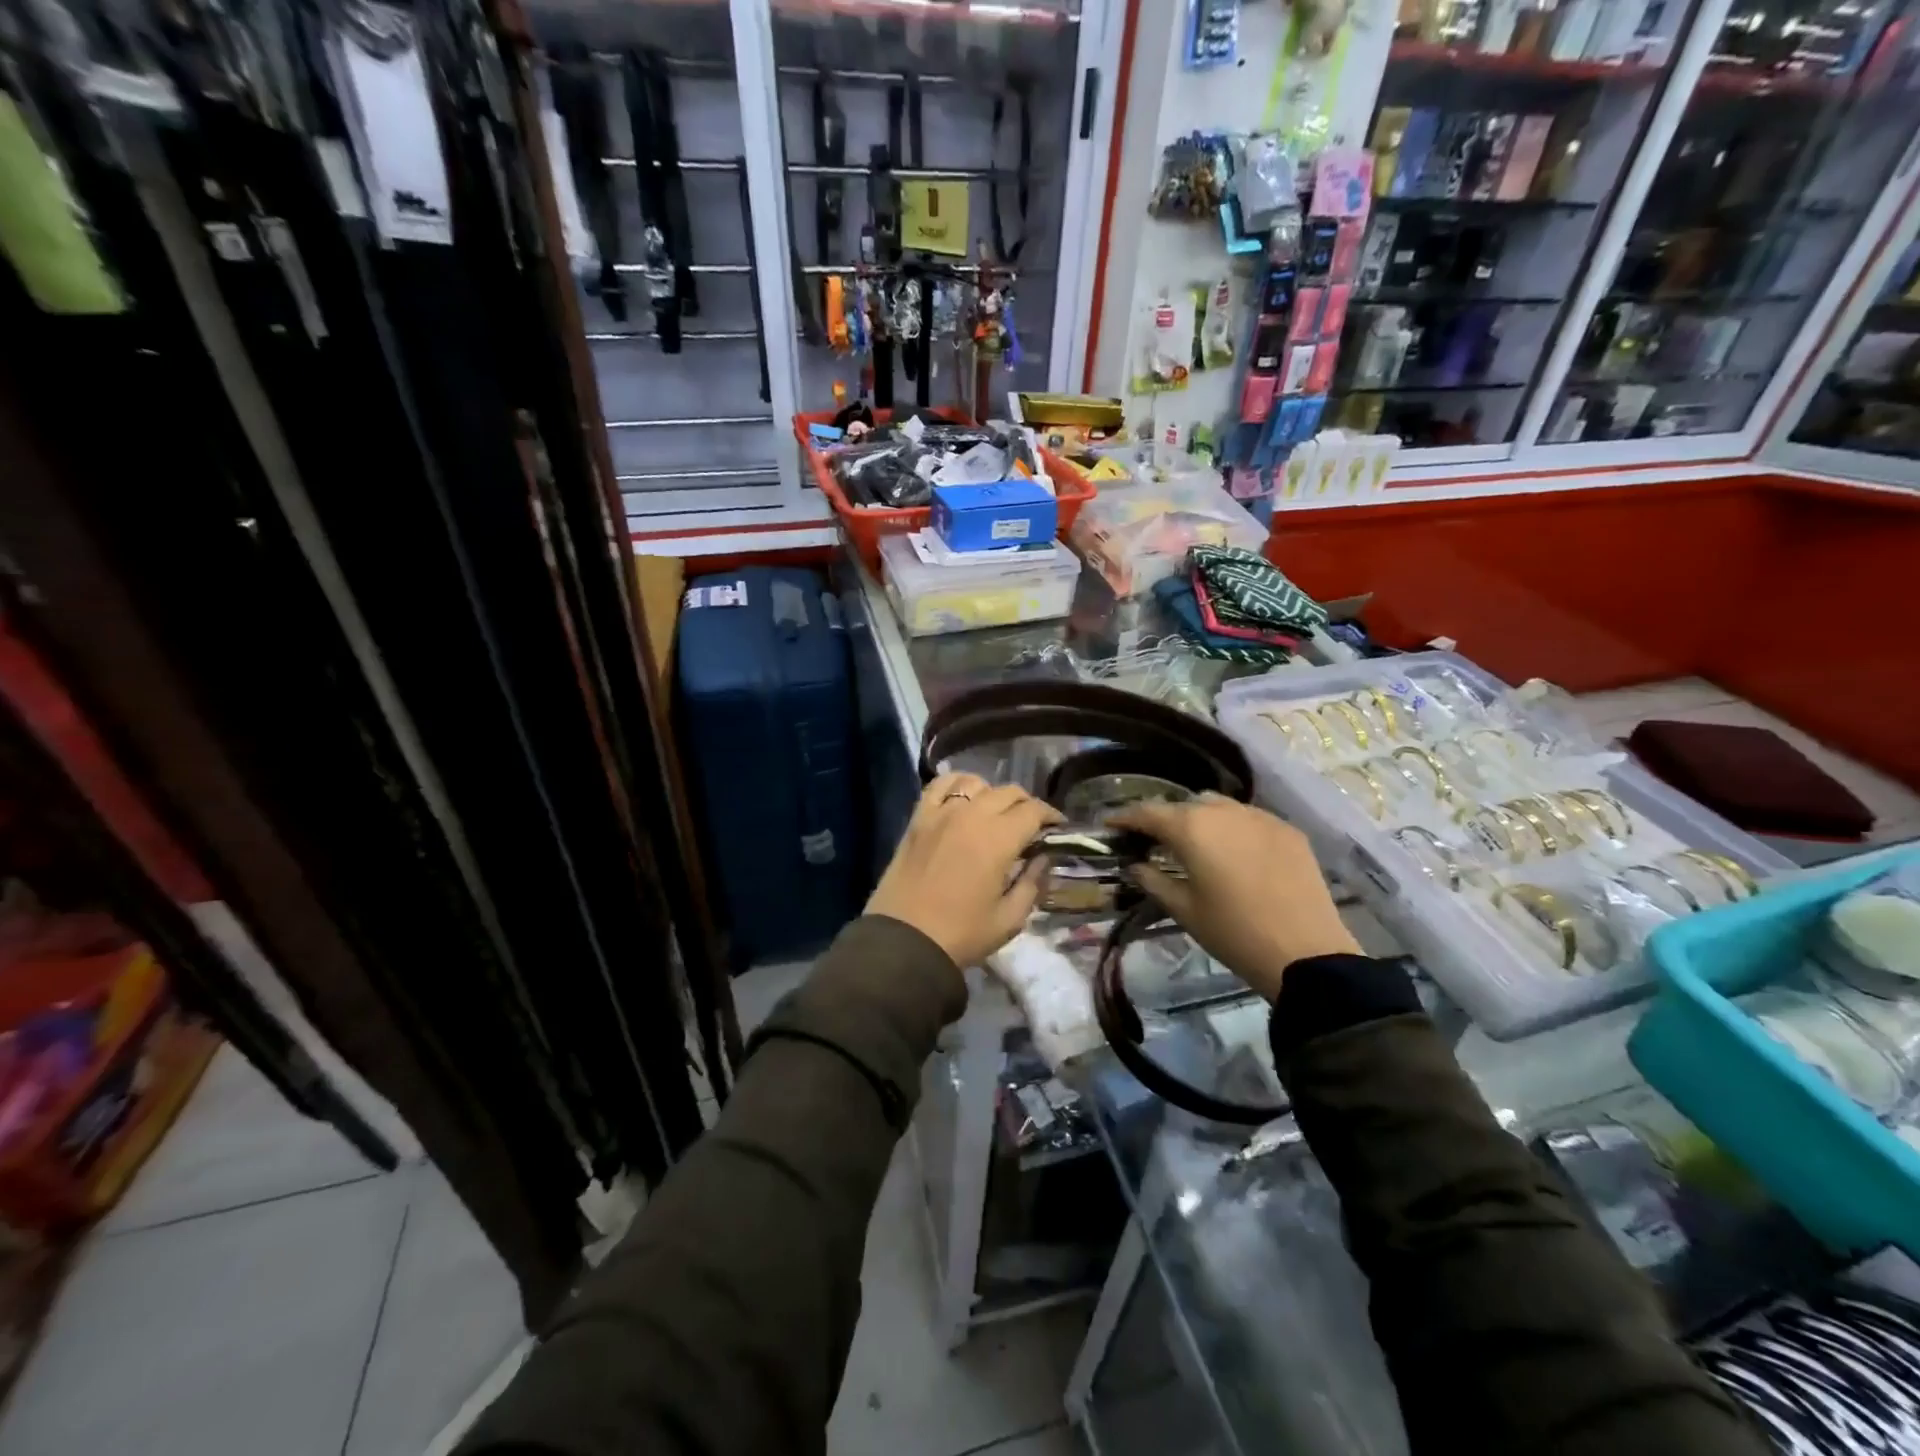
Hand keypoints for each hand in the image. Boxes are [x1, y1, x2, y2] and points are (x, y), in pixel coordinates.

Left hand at [866, 774, 1063, 968]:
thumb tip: (1042, 858)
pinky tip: (962, 799)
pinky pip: (939, 786)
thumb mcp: (1009, 919)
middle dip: (1026, 805)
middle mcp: (971, 815)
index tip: (1057, 828)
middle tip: (1030, 826)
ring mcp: (941, 813)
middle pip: (1008, 792)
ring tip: (995, 814)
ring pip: (975, 783)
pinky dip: (956, 784)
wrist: (904, 942)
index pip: (1033, 810)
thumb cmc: (961, 934)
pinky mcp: (918, 818)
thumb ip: (1032, 883)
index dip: (1051, 816)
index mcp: (998, 839)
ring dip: (992, 794)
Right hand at [1110, 796, 1356, 1002]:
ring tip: (1194, 842)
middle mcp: (1224, 811)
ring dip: (1200, 818)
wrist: (1306, 953)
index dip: (1125, 818)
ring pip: (1218, 806)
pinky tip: (1233, 851)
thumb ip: (1153, 881)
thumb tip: (1136, 866)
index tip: (1111, 825)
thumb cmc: (1233, 933)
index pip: (1148, 812)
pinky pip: (1249, 818)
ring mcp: (1260, 817)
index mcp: (1192, 829)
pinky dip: (1233, 828)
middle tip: (1151, 839)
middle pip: (1183, 805)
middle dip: (1164, 818)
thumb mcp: (1184, 910)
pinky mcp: (1287, 830)